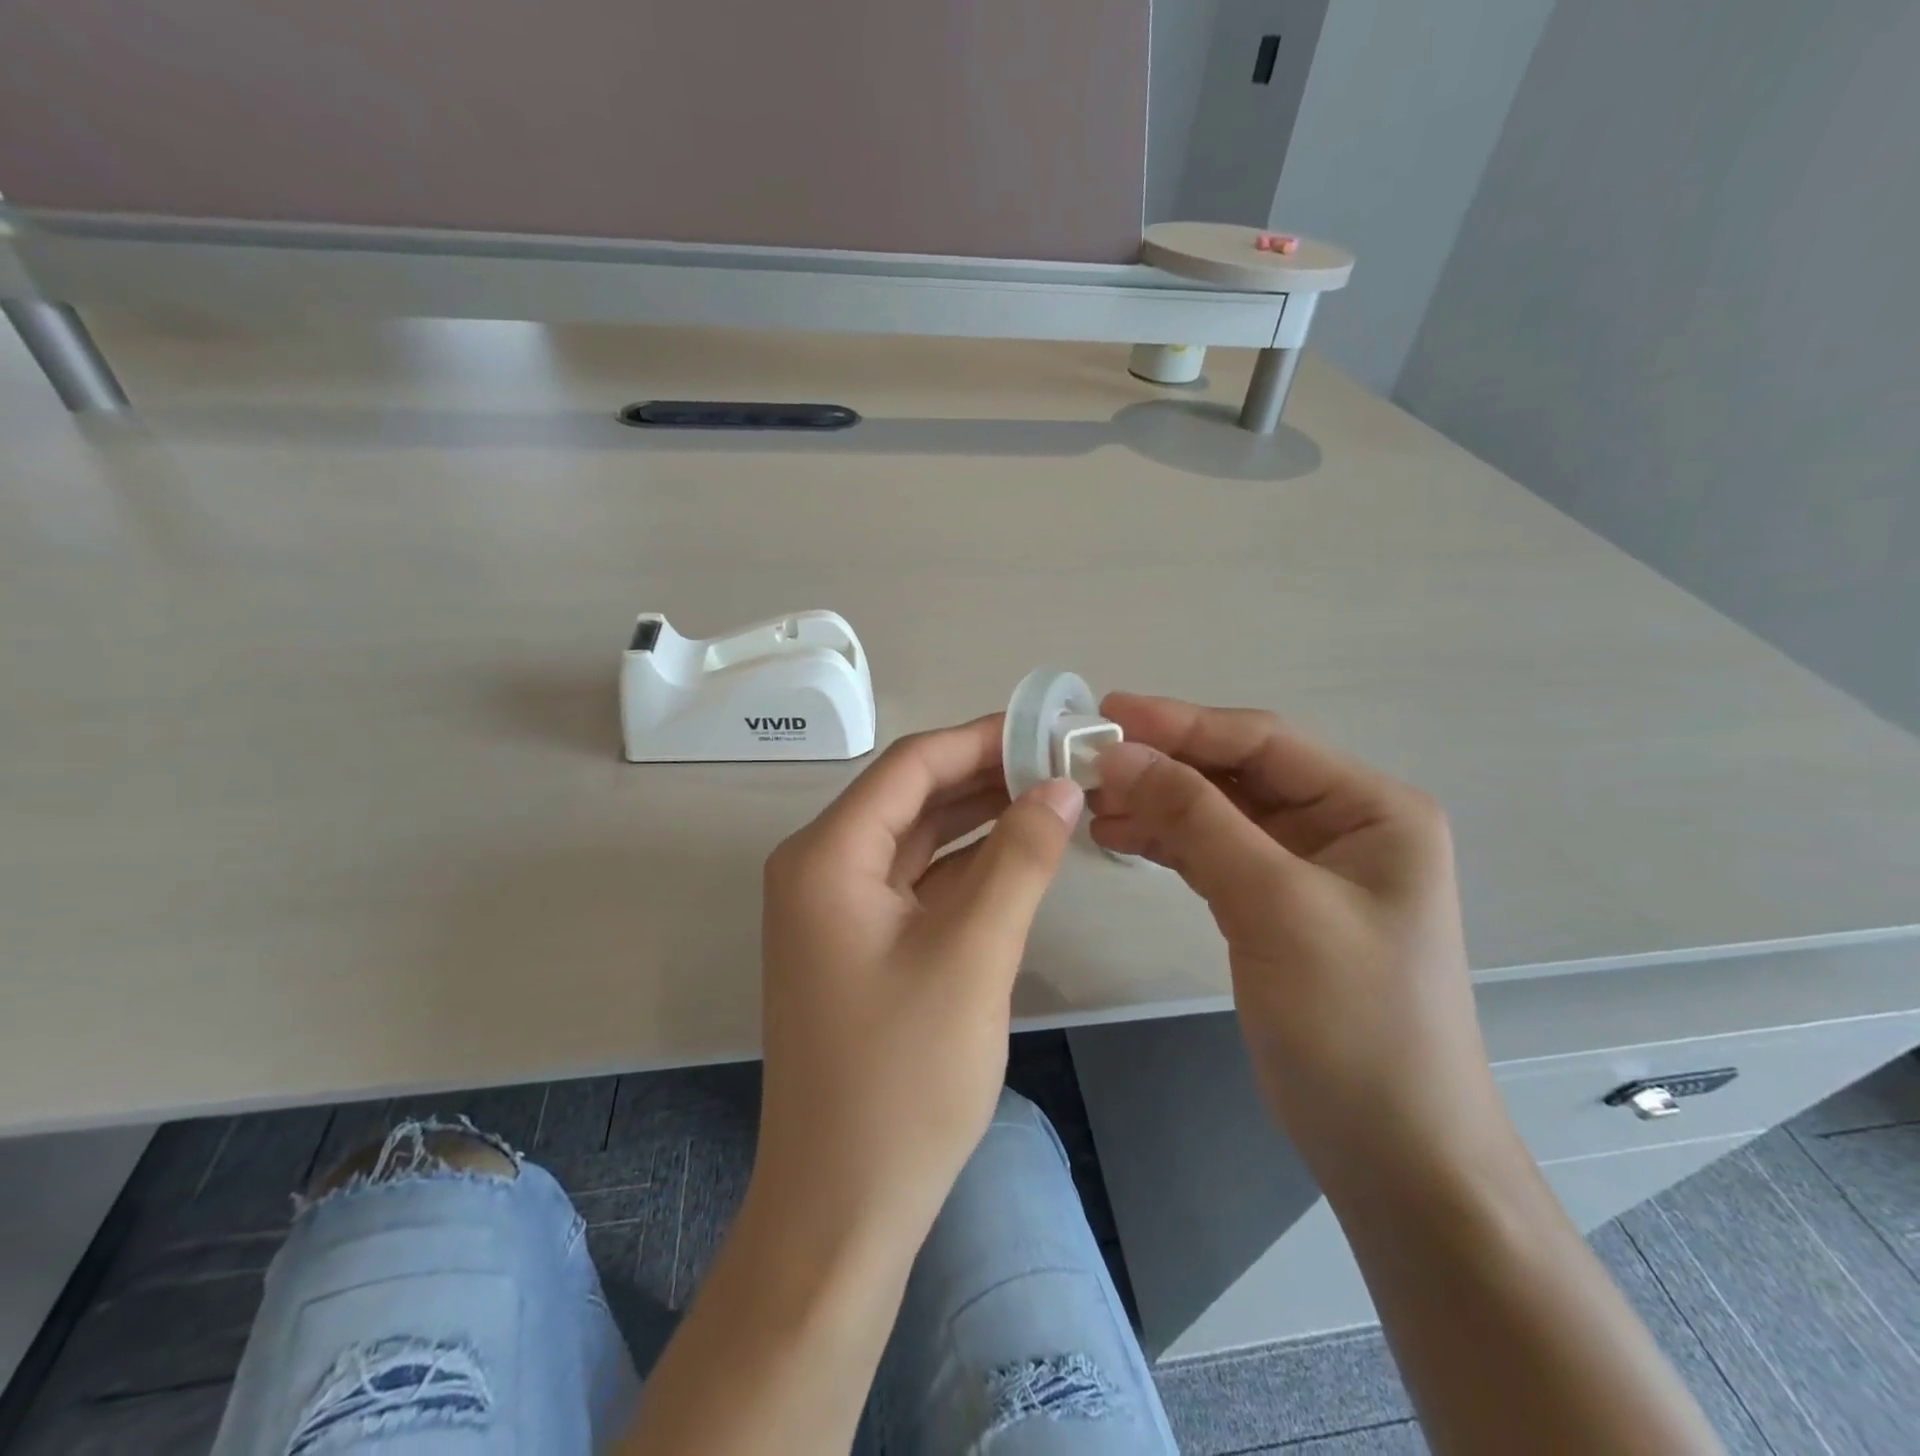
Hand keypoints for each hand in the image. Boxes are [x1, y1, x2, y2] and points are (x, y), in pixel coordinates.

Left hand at [754, 715, 1081, 1244]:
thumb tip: (1061, 786)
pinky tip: (1021, 853)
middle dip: (986, 775)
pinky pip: (918, 883)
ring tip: (1054, 796)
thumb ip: (1020, 858)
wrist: (844, 1204)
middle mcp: (821, 868)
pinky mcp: (860, 944)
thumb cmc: (903, 1077)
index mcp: (827, 855)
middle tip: (1063, 761)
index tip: (1049, 728)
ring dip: (981, 818)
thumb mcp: (973, 954)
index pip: (910, 765)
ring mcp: (837, 909)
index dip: (981, 739)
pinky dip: (968, 866)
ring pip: (918, 839)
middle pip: (912, 796)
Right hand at [1089, 695, 1506, 1195]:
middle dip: (1162, 765)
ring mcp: (1305, 866)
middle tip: (1085, 762)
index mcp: (1370, 808)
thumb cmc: (1353, 1021)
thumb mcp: (1275, 906)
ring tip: (1090, 803)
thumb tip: (1122, 754)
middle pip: (1236, 773)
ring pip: (1217, 812)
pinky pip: (1211, 853)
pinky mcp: (1272, 904)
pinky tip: (1117, 838)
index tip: (1106, 713)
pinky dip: (1165, 843)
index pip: (1262, 741)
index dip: (1181, 723)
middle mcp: (1341, 824)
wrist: (1392, 1151)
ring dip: (1156, 804)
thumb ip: (1198, 820)